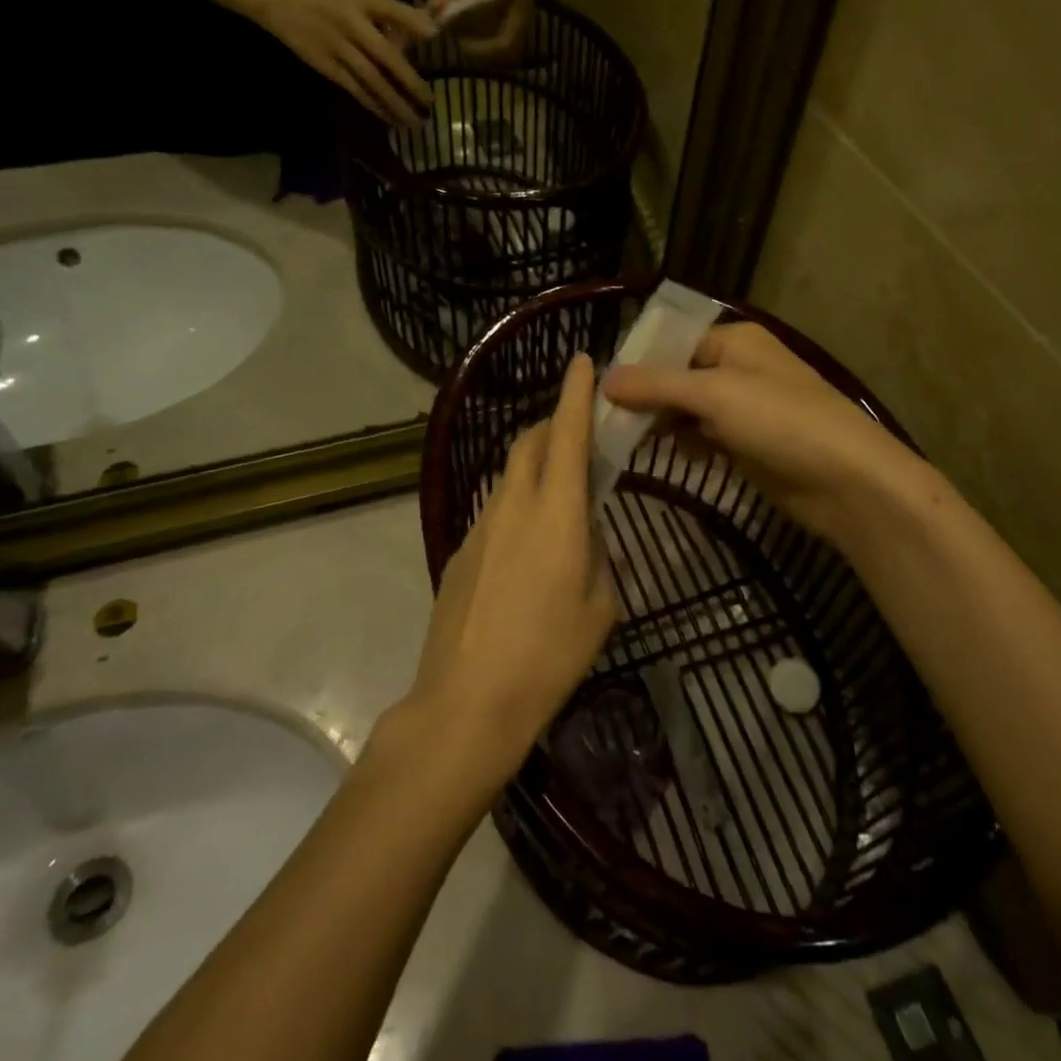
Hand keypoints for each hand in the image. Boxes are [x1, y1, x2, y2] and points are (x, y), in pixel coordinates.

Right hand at [246, 0, 436, 128]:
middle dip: (410, 86)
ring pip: (371, 83)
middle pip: (386, 62)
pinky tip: (390, 119)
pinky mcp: (328, 69)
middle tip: (430, 105)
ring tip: (413, 123)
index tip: (435, 43)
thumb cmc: (332, 1)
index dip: (412, 29)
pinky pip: (356, 91)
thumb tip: (432, 31)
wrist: (284, 2)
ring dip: (394, 104)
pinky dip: (375, 106)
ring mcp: (339, 52)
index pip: (392, 17)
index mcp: (362, 8)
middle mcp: (351, 31)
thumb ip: (397, 15)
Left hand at [399, 353, 618, 780]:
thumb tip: (586, 531)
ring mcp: (479, 526)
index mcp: (557, 513)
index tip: (581, 360)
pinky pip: (494, 510)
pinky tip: (527, 549)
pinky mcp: (458, 550)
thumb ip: (598, 554)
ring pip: (510, 476)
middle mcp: (513, 505)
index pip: (566, 434)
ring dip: (534, 466)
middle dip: (553, 424)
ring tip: (558, 494)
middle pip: (529, 443)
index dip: (575, 393)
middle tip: (577, 432)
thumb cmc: (550, 656)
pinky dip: (517, 505)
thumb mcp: (601, 606)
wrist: (469, 700)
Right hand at [601, 323, 936, 548]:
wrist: (848, 481)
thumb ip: (657, 385)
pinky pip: (705, 436)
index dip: (638, 364)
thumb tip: (604, 380)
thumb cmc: (780, 421)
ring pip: (688, 409)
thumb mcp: (713, 394)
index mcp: (734, 341)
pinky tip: (676, 456)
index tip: (600, 390)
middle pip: (677, 377)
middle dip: (647, 398)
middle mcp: (738, 367)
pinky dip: (688, 444)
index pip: (672, 343)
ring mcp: (745, 407)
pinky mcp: (749, 443)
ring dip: (664, 424)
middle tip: (608, 423)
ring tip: (630, 441)